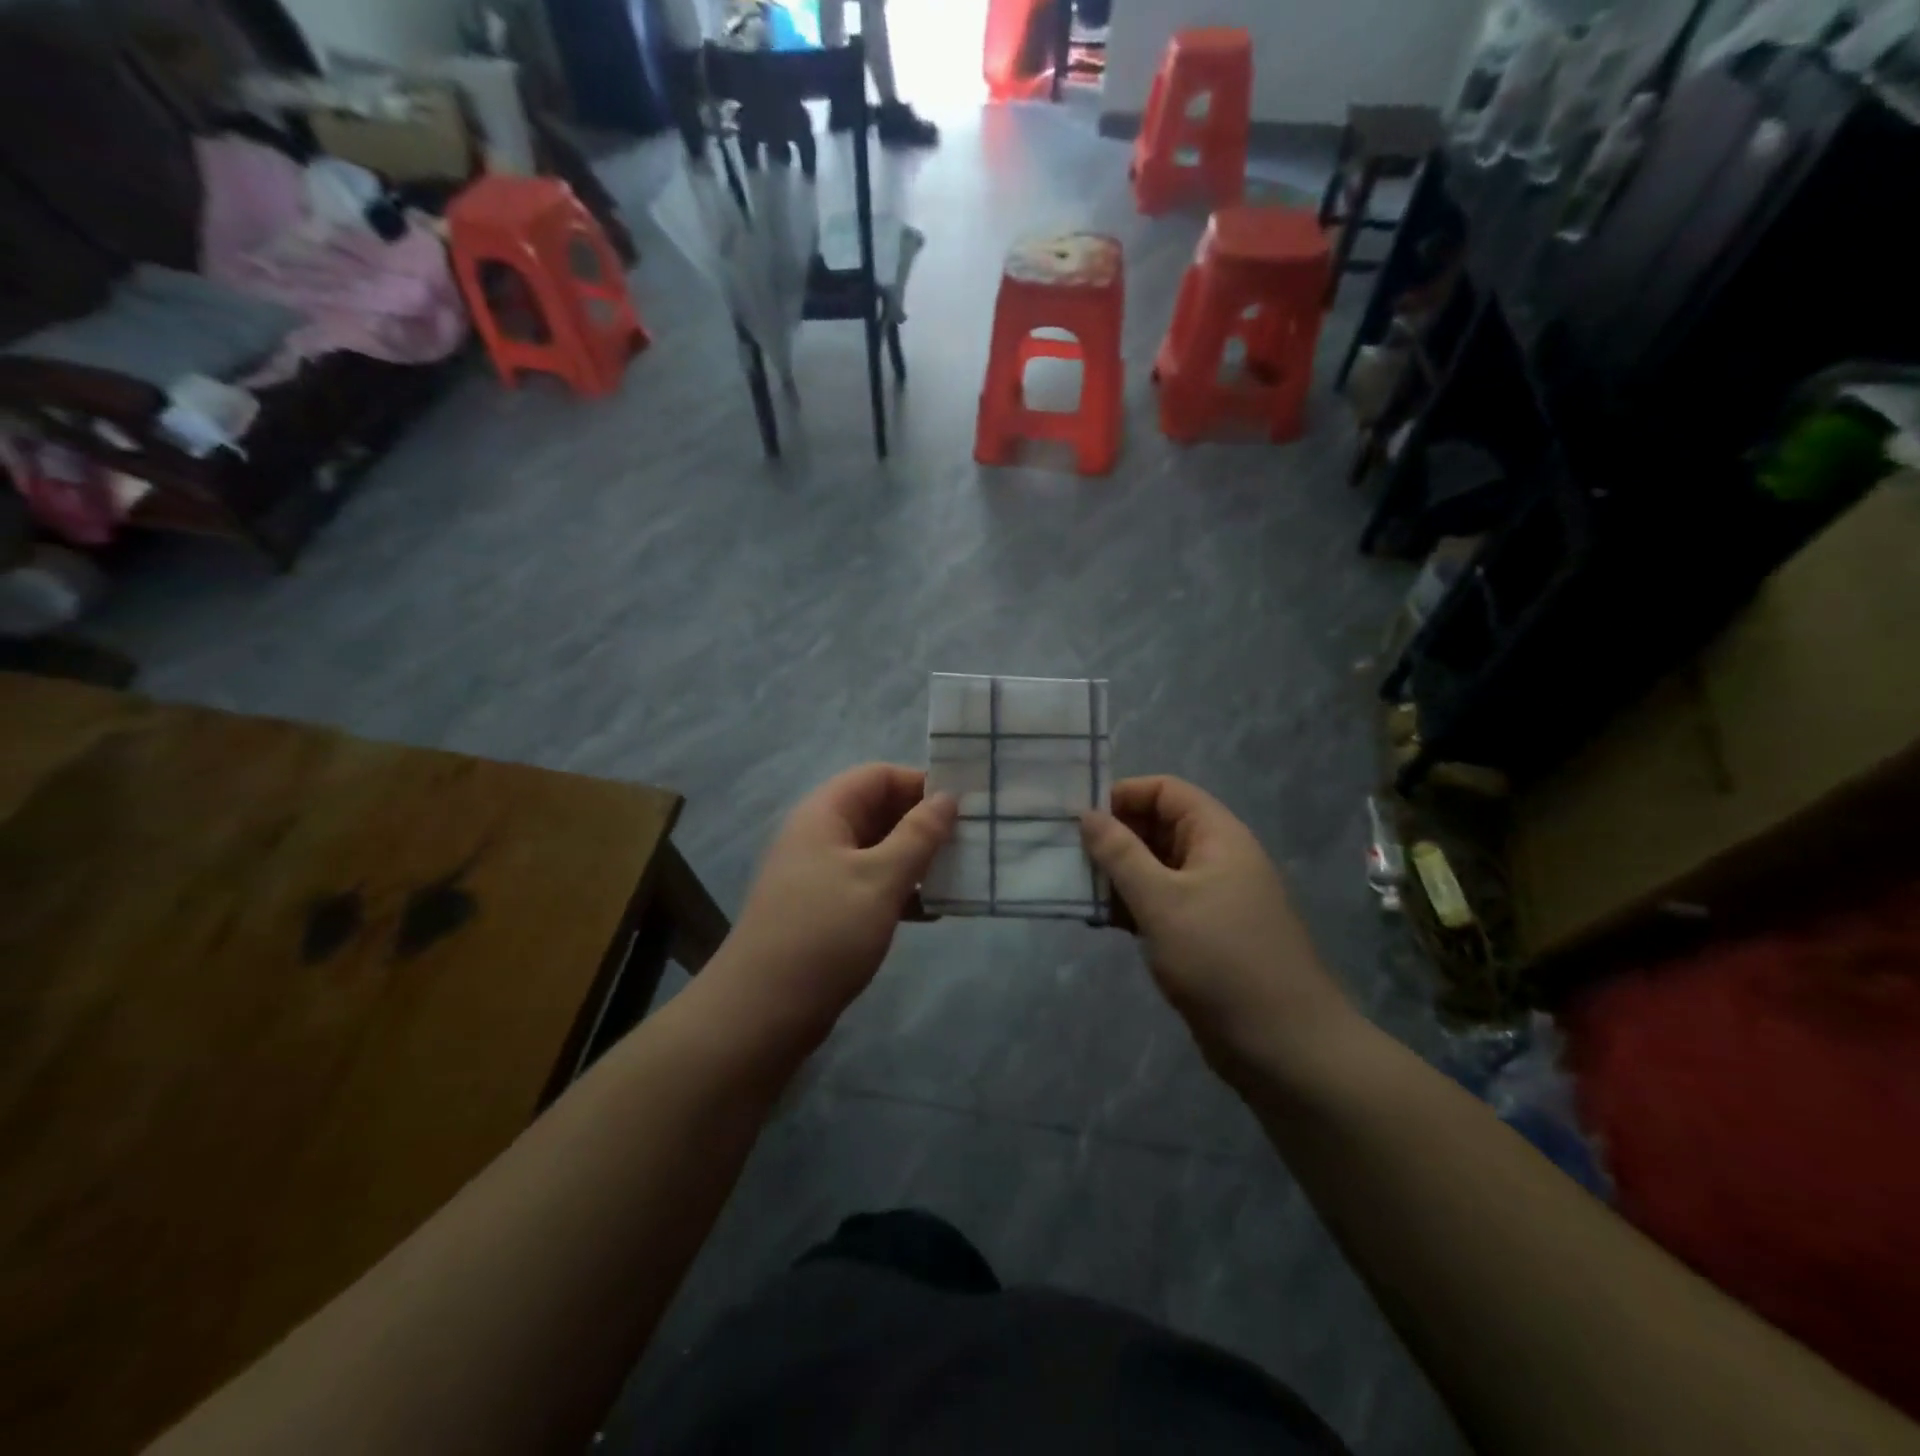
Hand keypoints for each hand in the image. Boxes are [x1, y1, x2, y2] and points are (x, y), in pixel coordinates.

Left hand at [716, 765, 956, 1046]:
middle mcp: (821, 836)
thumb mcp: (880, 879)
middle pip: (879, 811)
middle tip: (971, 841)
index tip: (965, 805)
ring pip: (879, 850)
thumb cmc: (824, 934)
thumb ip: (918, 835)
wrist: (762, 1013)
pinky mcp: (827, 910)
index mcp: (825, 814)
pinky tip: (933, 911)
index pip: (879, 776)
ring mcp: (821, 875)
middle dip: (924, 823)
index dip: (921, 783)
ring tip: (961, 874)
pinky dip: (901, 890)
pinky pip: (871, 885)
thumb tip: (948, 797)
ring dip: (917, 859)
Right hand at [1081, 777, 1357, 1075]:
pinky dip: (1131, 905)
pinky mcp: (1202, 934)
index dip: (1123, 795)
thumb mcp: (1162, 901)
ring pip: (1155, 868)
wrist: (1283, 1046)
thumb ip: (1121, 854)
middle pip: (1158, 827)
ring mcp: (1210, 898)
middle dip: (1114, 837)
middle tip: (1067, 856)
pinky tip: (1100, 921)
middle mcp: (1215, 859)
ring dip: (1117, 875)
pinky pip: (1160, 903)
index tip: (1080, 818)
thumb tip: (1087, 814)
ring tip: (1076, 889)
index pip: (1165, 791)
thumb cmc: (1222, 960)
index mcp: (1217, 836)